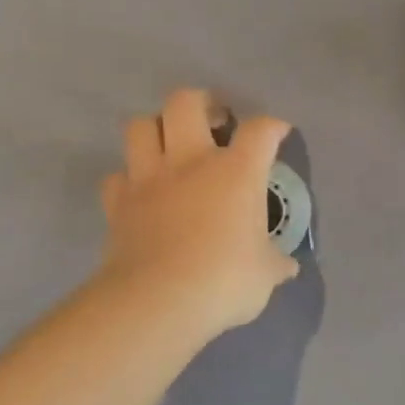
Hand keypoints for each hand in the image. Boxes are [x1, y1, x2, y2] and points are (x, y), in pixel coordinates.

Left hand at [97, 89, 299, 339]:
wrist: (157, 302)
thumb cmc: (224, 281)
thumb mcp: (264, 276)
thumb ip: (274, 263)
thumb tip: (286, 266)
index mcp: (236, 172)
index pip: (260, 130)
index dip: (272, 126)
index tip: (278, 133)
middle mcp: (190, 162)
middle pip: (186, 102)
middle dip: (202, 102)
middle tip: (215, 119)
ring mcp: (148, 179)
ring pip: (140, 126)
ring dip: (156, 128)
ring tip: (171, 145)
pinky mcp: (118, 204)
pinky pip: (118, 176)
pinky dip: (129, 178)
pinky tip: (142, 191)